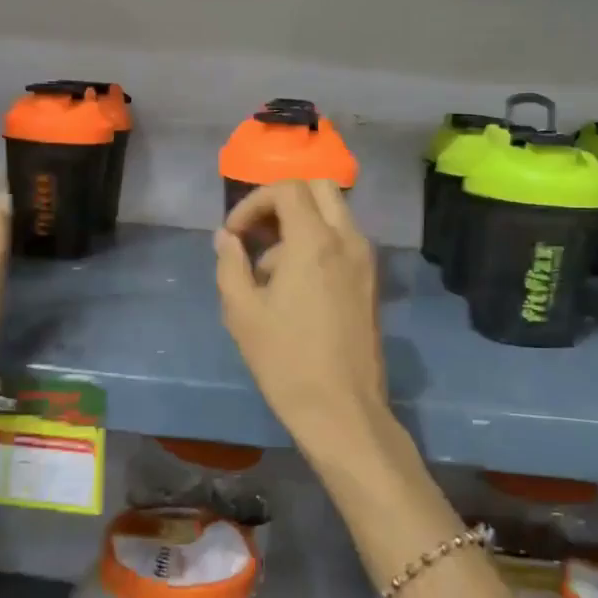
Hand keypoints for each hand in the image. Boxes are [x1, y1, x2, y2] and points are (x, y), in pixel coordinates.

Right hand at [214, 181, 392, 456]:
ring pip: (333, 213)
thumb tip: (226, 238)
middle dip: (282, 201)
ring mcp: (365, 259)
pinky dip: (318, 242)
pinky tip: (295, 285)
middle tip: (257, 234)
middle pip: (318, 187)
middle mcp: (348, 239)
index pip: (287, 188)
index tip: (235, 235)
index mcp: (315, 241)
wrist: (342, 409)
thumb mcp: (242, 312)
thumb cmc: (286, 361)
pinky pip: (344, 240)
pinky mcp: (371, 280)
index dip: (253, 202)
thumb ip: (230, 264)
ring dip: (300, 224)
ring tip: (270, 270)